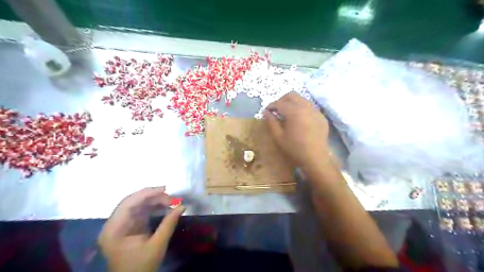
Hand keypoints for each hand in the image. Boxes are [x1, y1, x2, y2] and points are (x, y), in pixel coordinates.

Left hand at [96, 187, 183, 270]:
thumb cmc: (141, 266)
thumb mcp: (157, 245)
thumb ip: (169, 224)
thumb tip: (182, 206)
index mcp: (114, 229)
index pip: (128, 203)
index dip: (147, 193)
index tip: (165, 189)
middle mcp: (114, 224)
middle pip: (132, 202)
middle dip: (153, 197)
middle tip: (171, 198)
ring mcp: (120, 225)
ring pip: (137, 205)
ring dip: (154, 201)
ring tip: (171, 202)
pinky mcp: (127, 227)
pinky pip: (140, 211)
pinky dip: (152, 208)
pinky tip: (164, 207)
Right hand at [263, 91, 330, 171]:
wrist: (315, 158)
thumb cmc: (294, 149)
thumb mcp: (279, 137)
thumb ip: (271, 122)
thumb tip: (265, 112)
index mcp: (294, 112)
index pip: (279, 103)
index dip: (271, 106)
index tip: (267, 111)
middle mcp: (305, 107)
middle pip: (291, 95)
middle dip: (282, 100)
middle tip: (277, 110)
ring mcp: (315, 110)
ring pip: (302, 99)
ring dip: (292, 103)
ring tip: (287, 113)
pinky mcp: (321, 116)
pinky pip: (310, 106)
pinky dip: (302, 108)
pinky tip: (299, 119)